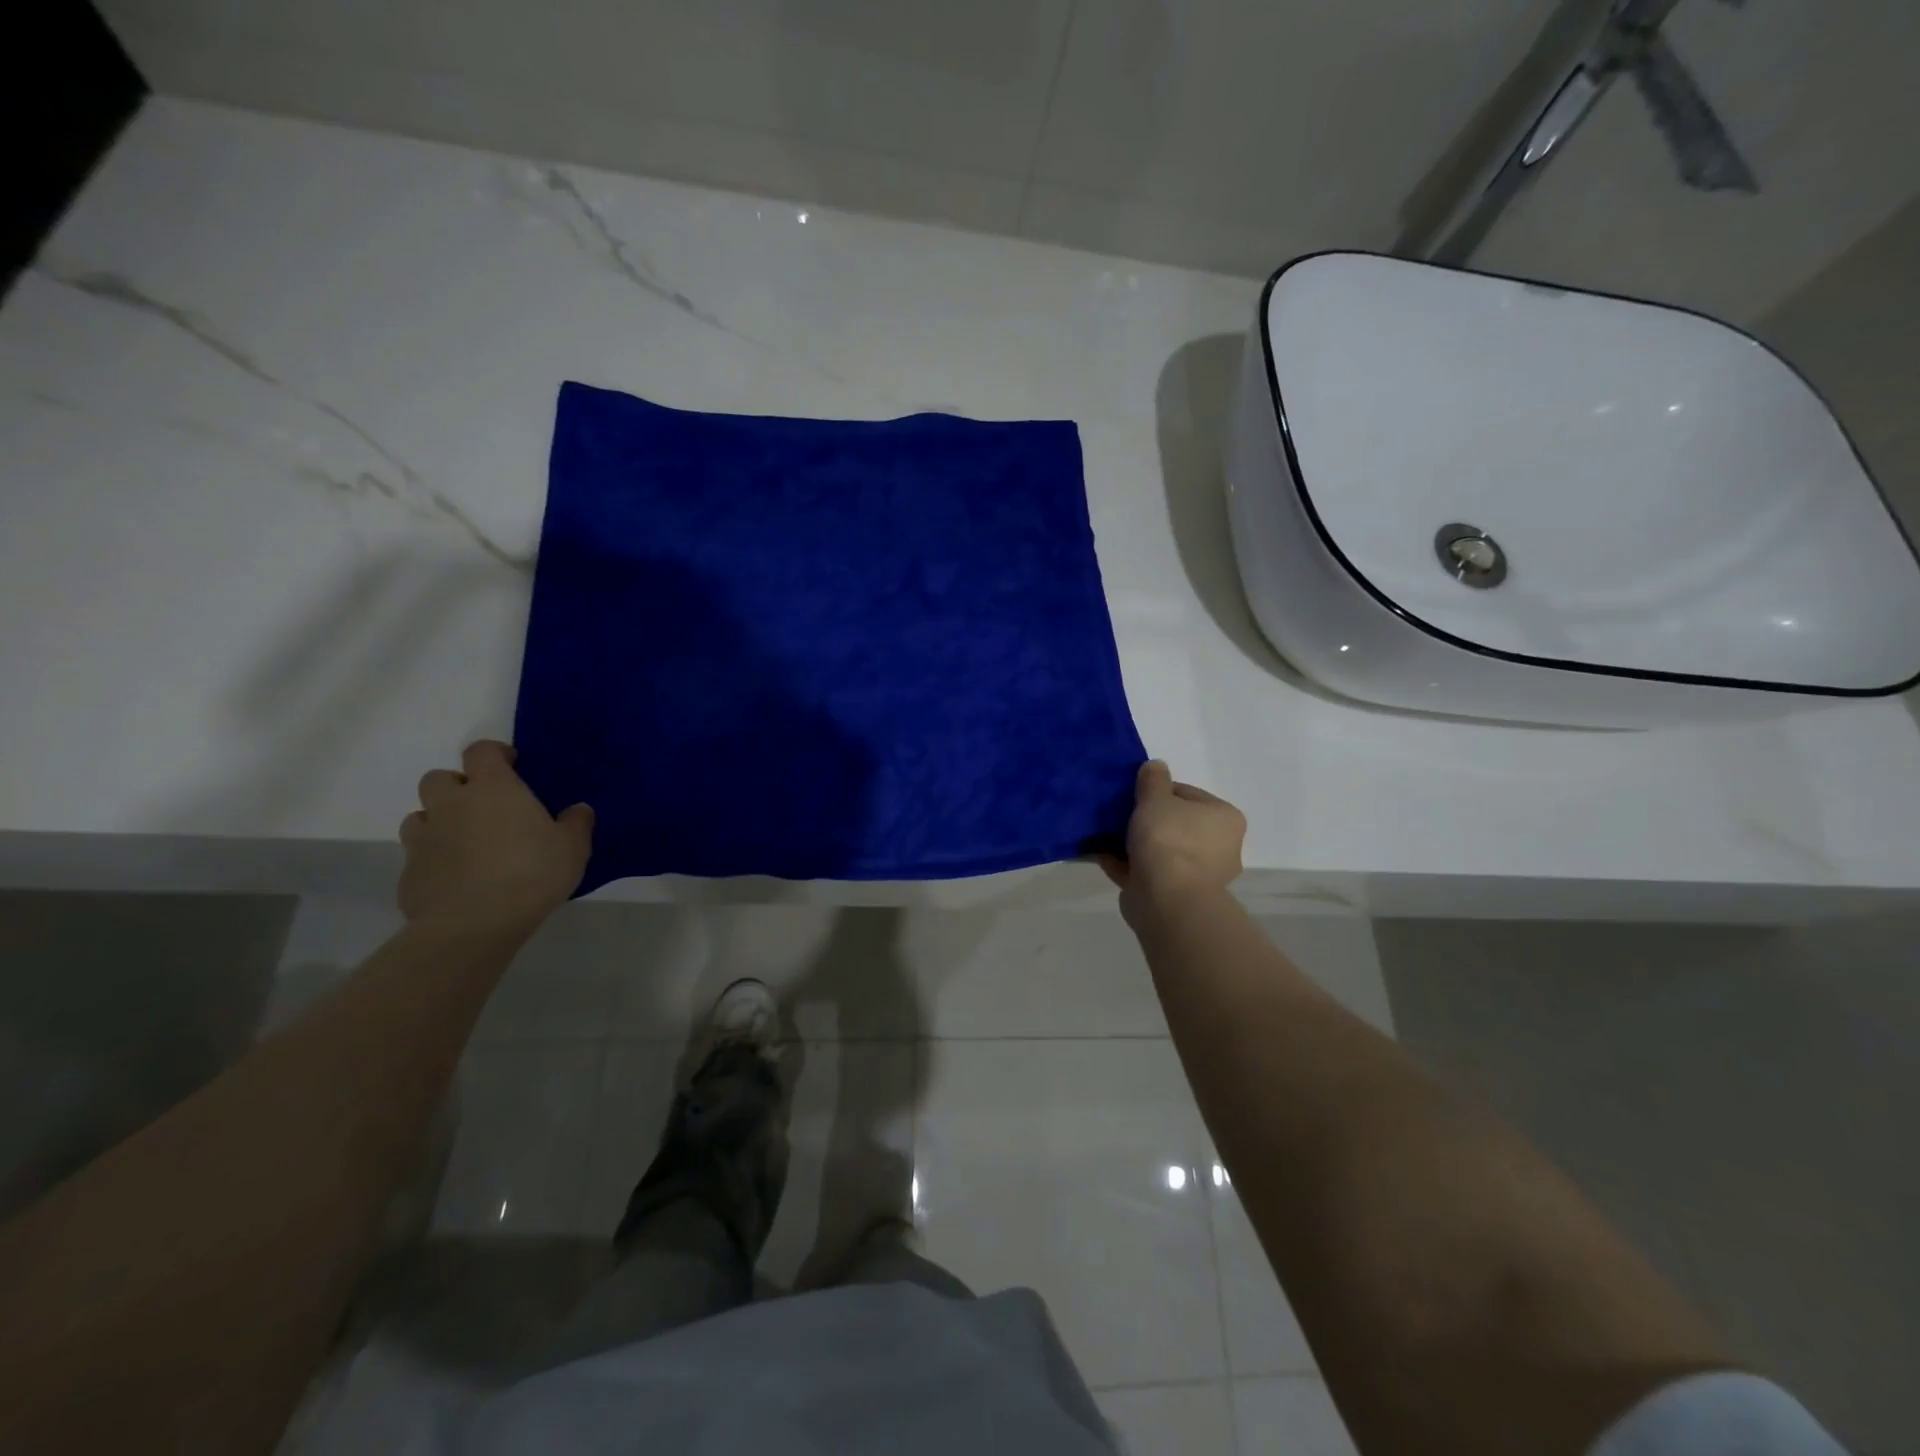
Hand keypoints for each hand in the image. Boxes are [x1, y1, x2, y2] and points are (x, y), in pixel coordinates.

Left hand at [397, 740, 592, 935]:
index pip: (481, 751)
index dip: (495, 754)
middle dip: (458, 786)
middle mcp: (451, 805)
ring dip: (440, 821)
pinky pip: (418, 855)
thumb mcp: (573, 847)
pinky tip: (457, 879)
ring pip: (420, 815)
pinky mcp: (409, 873)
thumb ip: (576, 823)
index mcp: (492, 789)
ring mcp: (424, 838)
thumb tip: (578, 810)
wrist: (473, 924)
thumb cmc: (531, 873)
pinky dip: (434, 859)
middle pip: (438, 778)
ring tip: (467, 842)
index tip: (512, 765)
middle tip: (485, 806)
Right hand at [1099, 760, 1245, 915]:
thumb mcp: (1155, 798)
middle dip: (1146, 820)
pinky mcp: (1177, 896)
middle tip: (1118, 815)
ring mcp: (1199, 875)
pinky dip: (1128, 865)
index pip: (1186, 794)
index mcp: (1224, 818)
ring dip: (1135, 844)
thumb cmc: (1168, 840)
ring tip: (1105, 835)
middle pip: (1175, 823)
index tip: (1132, 796)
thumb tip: (1156, 766)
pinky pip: (1149, 872)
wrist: (1166, 900)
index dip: (1156, 792)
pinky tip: (1102, 855)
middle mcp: (1220, 847)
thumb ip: (1153, 779)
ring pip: (1160, 850)